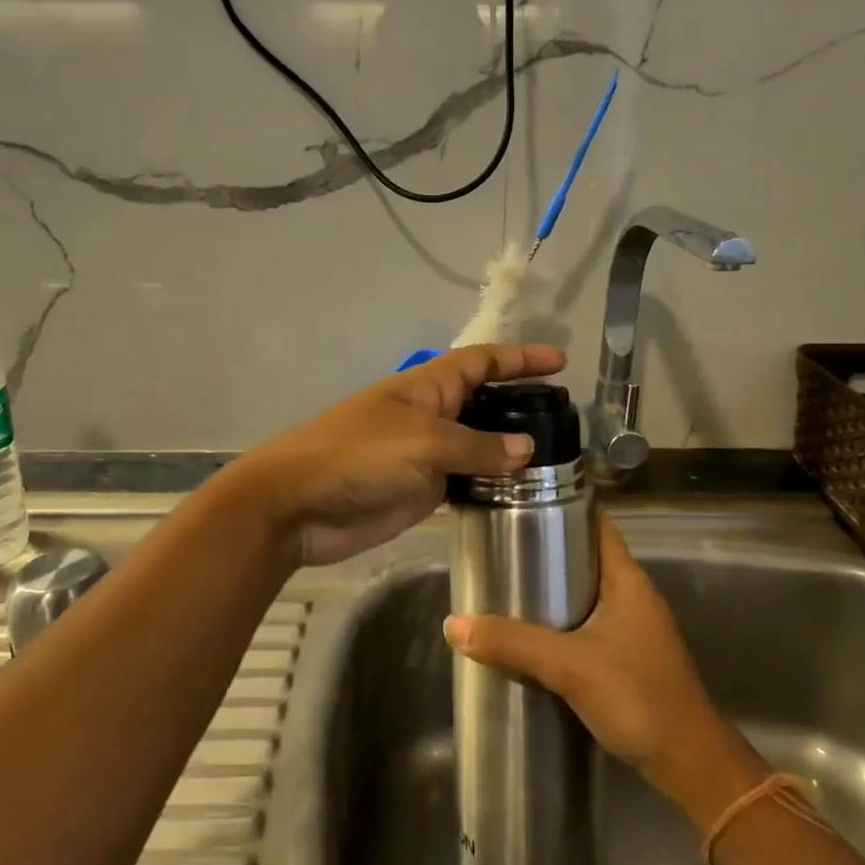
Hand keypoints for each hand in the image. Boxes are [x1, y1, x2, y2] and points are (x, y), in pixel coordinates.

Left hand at [226, 344, 566, 567]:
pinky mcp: (420, 491)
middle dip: (521, 407)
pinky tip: (520, 496)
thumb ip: (477, 446)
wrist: (297, 506)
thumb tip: (526, 449)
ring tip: (557, 465)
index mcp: (428, 387)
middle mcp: (432, 415)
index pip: (482, 361)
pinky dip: (491, 486)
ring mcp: (426, 455)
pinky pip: (465, 481)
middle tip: (567, 423)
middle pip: (485, 404)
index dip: (520, 359)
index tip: (560, 362)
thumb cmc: (357, 456)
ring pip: (479, 446)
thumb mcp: (422, 442)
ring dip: (511, 452)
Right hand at [443, 512, 767, 821]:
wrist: (690, 765)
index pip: (596, 522)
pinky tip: (529, 631)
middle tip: (499, 543)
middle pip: (585, 555)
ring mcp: (632, 627)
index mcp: (627, 580)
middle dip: (545, 547)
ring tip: (505, 582)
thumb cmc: (638, 698)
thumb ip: (513, 644)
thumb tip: (453, 624)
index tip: (520, 498)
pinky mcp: (627, 656)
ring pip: (584, 591)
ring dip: (550, 586)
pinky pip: (586, 622)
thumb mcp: (570, 667)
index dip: (563, 504)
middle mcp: (632, 595)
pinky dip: (559, 619)